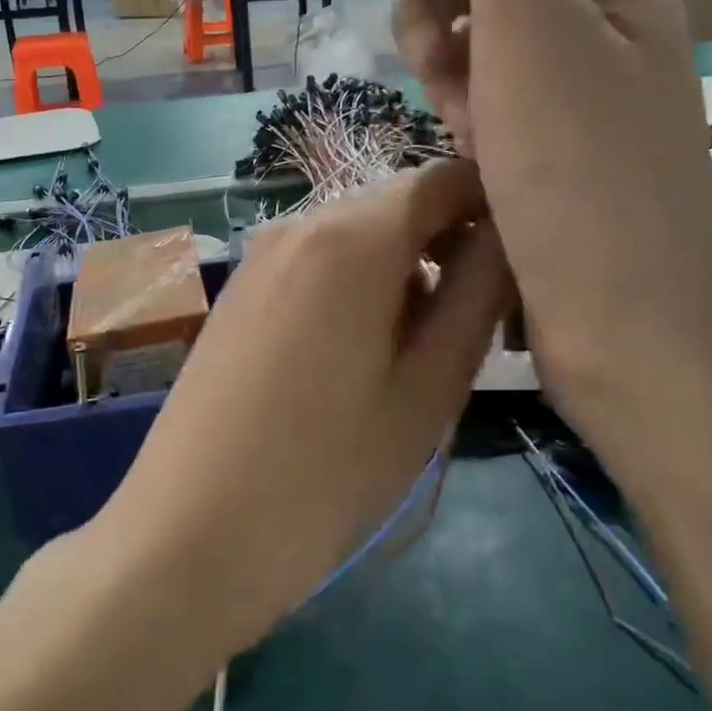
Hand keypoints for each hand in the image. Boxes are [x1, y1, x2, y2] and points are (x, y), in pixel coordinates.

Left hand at [92, 160, 510, 654]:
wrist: (189, 532)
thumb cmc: (327, 470)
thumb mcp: (428, 387)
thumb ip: (478, 293)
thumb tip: (502, 234)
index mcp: (352, 235)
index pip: (443, 178)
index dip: (492, 205)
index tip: (522, 262)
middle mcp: (300, 222)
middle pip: (398, 205)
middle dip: (448, 244)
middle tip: (475, 324)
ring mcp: (260, 253)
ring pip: (358, 235)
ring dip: (403, 269)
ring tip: (418, 352)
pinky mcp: (240, 288)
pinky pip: (317, 261)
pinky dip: (356, 284)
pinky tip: (356, 356)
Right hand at [340, 0, 711, 451]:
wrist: (627, 325)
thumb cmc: (581, 175)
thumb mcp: (537, 32)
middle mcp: (598, 27)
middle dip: (440, 11)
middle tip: (442, 71)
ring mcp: (573, 93)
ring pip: (474, 42)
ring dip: (448, 72)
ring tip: (464, 128)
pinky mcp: (549, 148)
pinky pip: (482, 101)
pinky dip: (463, 117)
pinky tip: (472, 159)